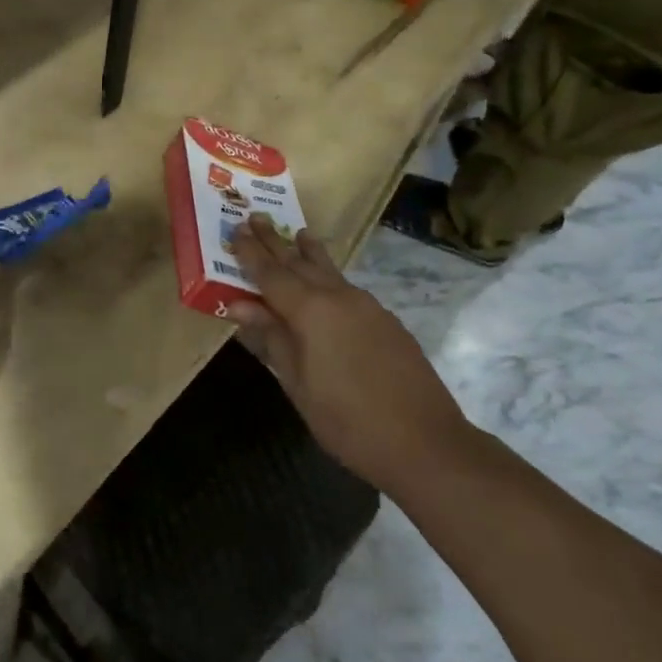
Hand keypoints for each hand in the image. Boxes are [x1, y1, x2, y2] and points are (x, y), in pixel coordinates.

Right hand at [225, 214, 473, 493]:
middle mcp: (339, 297)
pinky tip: (326, 285)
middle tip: (256, 217)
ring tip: (298, 234)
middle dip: (276, 241)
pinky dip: (329, 277)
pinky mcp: (387, 322)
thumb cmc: (348, 420)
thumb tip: (240, 306)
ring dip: (308, 253)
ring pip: (329, 271)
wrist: (427, 444)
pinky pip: (347, 289)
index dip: (250, 252)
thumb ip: (271, 339)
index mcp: (311, 311)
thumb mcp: (297, 384)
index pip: (271, 273)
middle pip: (300, 262)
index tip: (234, 229)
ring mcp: (368, 307)